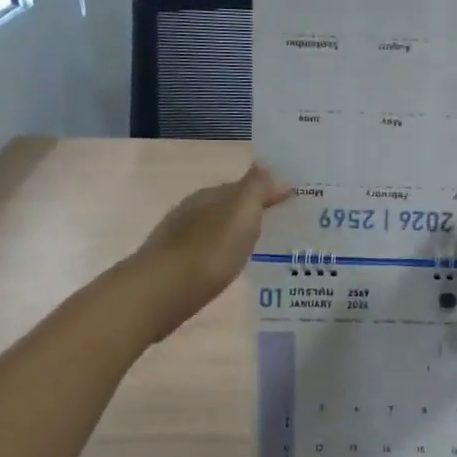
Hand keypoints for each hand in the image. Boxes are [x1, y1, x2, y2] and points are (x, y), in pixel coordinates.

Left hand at [131, 162, 290, 339]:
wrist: (164, 290)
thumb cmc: (210, 248)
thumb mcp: (241, 211)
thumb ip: (256, 187)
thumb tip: (269, 166)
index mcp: (210, 194)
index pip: (244, 186)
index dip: (267, 192)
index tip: (292, 202)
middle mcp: (193, 210)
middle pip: (228, 207)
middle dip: (252, 214)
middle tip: (282, 227)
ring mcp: (180, 238)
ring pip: (216, 229)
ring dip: (235, 236)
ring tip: (260, 250)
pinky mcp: (175, 265)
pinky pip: (207, 252)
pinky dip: (221, 255)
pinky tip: (230, 267)